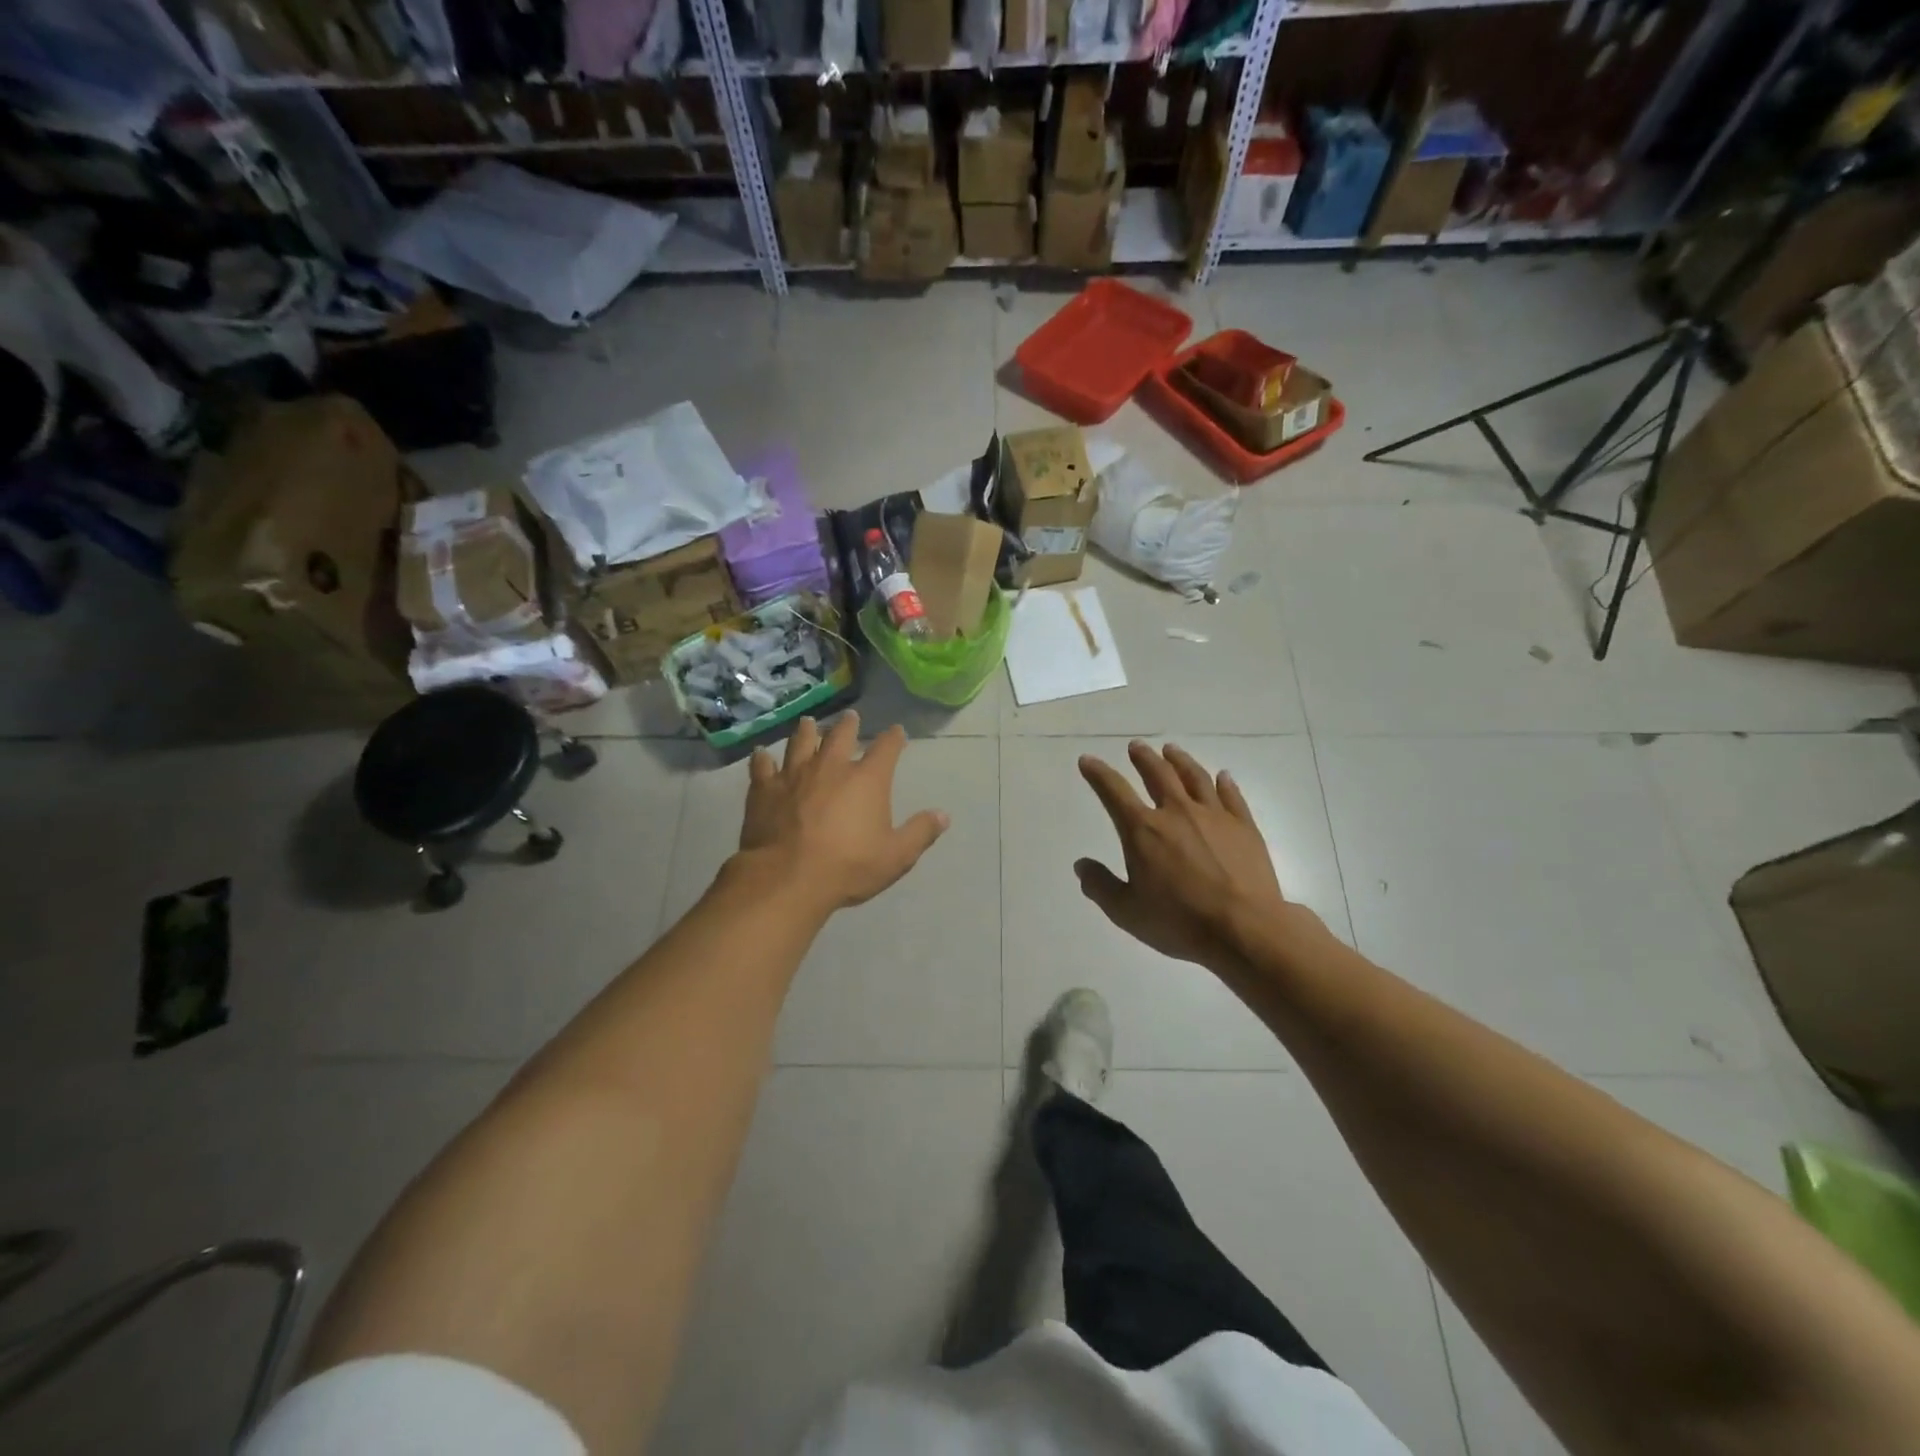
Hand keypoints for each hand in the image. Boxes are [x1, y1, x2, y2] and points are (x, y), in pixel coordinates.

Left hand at [738, 712, 949, 912]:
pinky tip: (761, 754)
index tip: (897, 732)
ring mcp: (794, 774)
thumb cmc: (848, 867)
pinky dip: (763, 759)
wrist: (787, 878)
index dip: (894, 738)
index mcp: (867, 779)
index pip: (886, 748)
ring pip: (801, 742)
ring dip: (807, 731)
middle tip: (851, 717)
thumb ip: (920, 832)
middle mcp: (831, 767)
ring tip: (808, 722)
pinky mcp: (764, 789)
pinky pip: (762, 766)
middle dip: (849, 725)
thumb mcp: (896, 856)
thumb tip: (943, 815)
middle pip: (841, 736)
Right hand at [1076, 742, 1311, 972]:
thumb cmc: (1180, 921)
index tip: (1088, 760)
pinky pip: (1231, 796)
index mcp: (1143, 830)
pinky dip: (1224, 783)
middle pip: (1158, 774)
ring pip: (1194, 777)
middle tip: (1136, 747)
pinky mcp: (1244, 826)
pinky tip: (1222, 776)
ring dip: (1179, 760)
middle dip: (1143, 758)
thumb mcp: (1127, 912)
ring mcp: (1214, 816)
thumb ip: (1101, 886)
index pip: (1114, 792)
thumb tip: (1082, 865)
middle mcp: (1177, 812)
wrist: (1244, 928)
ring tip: (1171, 750)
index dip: (1098, 774)